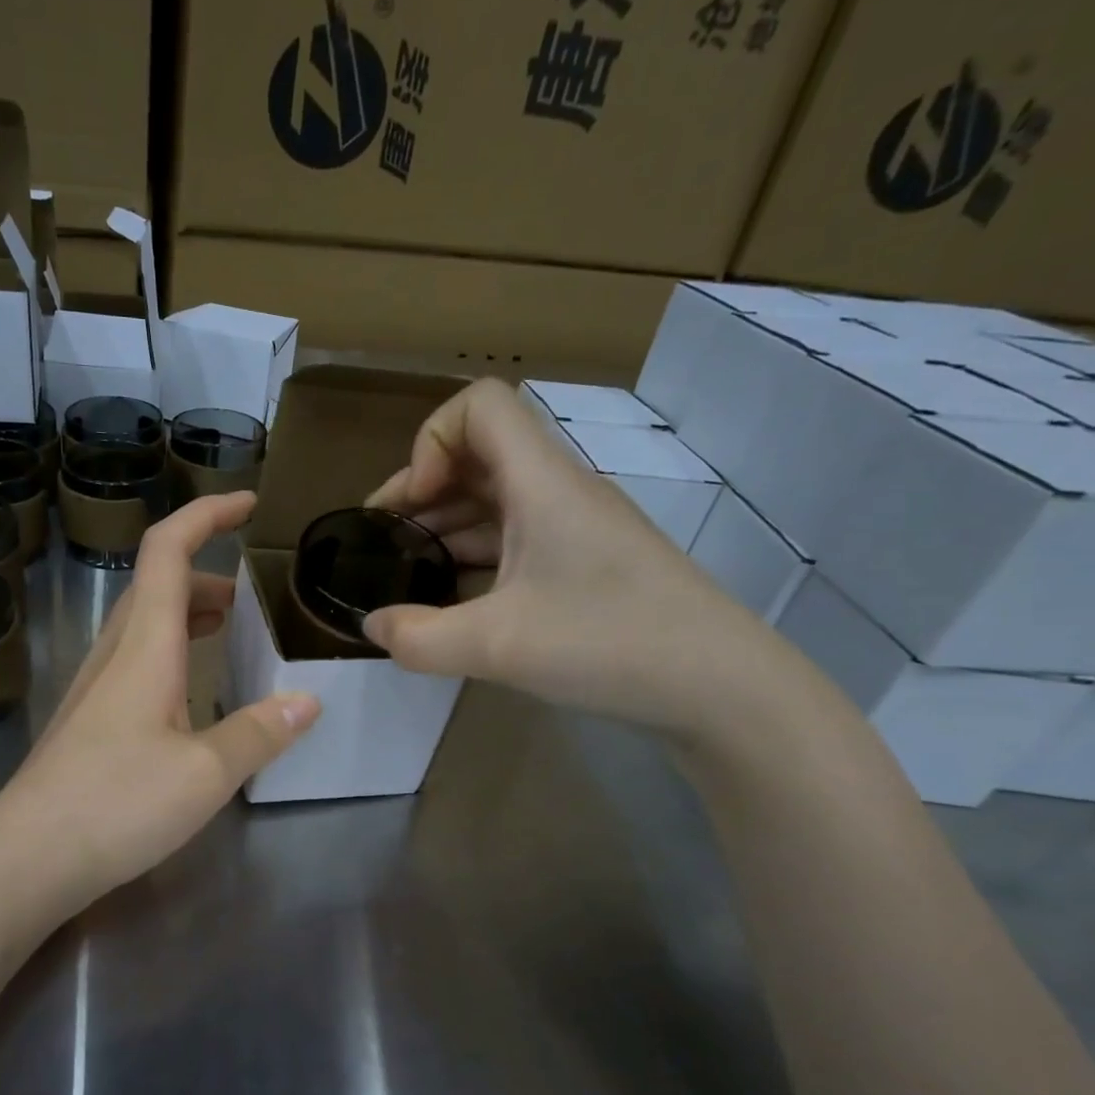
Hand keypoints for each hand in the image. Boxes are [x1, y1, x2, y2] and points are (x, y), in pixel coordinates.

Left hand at [0, 492, 320, 907]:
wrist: (27, 857)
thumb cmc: (116, 804)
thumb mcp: (206, 772)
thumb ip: (260, 732)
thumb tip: (308, 699)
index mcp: (145, 645)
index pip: (168, 550)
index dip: (207, 515)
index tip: (249, 503)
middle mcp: (116, 652)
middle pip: (160, 583)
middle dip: (210, 571)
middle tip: (257, 593)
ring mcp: (97, 684)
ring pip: (148, 623)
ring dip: (192, 611)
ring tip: (236, 631)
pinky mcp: (91, 717)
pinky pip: (139, 658)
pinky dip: (176, 649)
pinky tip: (196, 691)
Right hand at [363, 378, 794, 740]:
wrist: (722, 688)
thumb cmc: (608, 643)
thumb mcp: (496, 646)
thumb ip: (418, 638)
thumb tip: (373, 626)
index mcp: (542, 482)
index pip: (480, 406)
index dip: (430, 441)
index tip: (411, 504)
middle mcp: (558, 492)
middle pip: (479, 454)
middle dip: (421, 490)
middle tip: (383, 542)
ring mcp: (576, 529)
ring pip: (496, 500)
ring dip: (446, 526)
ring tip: (408, 574)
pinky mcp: (587, 565)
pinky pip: (517, 540)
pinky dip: (476, 557)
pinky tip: (454, 602)